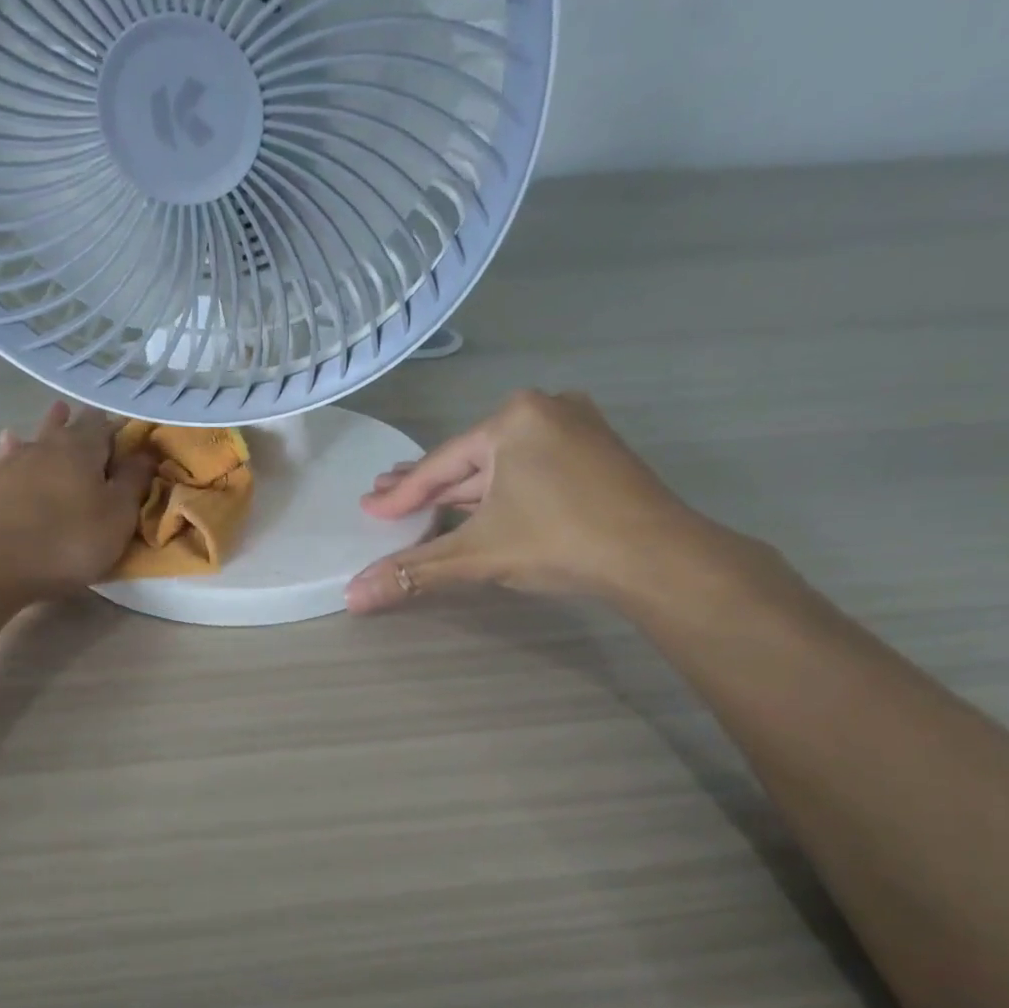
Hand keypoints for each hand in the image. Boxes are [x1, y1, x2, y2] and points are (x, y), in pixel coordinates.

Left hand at [0, 401, 154, 600]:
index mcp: (83, 449)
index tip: (133, 433)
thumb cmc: (67, 541)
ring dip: (50, 426)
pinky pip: (7, 456)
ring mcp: (13, 462)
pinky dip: (14, 447)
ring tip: (58, 412)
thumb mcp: (117, 517)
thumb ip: (133, 482)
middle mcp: (47, 446)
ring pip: (38, 437)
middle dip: (85, 422)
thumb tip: (147, 452)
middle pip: (70, 427)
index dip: (121, 429)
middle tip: (97, 417)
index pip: (107, 427)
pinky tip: (9, 440)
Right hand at [345, 391, 720, 613]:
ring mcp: (577, 428)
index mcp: (513, 419)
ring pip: (502, 465)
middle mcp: (545, 409)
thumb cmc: (560, 541)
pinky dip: (502, 489)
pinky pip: (531, 469)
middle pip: (470, 460)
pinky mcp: (598, 453)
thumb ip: (414, 572)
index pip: (441, 465)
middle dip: (429, 486)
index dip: (402, 494)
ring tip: (425, 504)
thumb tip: (351, 597)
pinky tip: (481, 503)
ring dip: (464, 489)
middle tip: (386, 499)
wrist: (657, 557)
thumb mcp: (478, 554)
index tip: (369, 508)